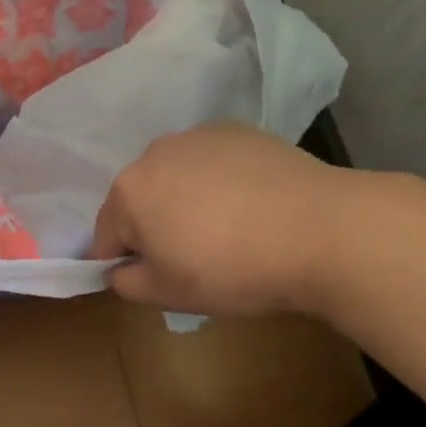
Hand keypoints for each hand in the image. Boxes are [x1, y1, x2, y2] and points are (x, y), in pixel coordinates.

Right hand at [90, 123, 342, 317]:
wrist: (320, 231)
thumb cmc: (232, 270)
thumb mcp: (169, 295)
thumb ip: (127, 283)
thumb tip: (119, 269)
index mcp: (128, 193)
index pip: (106, 235)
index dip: (125, 263)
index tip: (155, 279)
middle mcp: (154, 154)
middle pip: (140, 198)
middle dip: (154, 225)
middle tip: (193, 257)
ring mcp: (197, 137)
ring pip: (175, 176)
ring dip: (185, 199)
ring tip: (226, 228)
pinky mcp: (237, 131)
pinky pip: (212, 161)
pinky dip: (219, 180)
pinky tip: (251, 204)